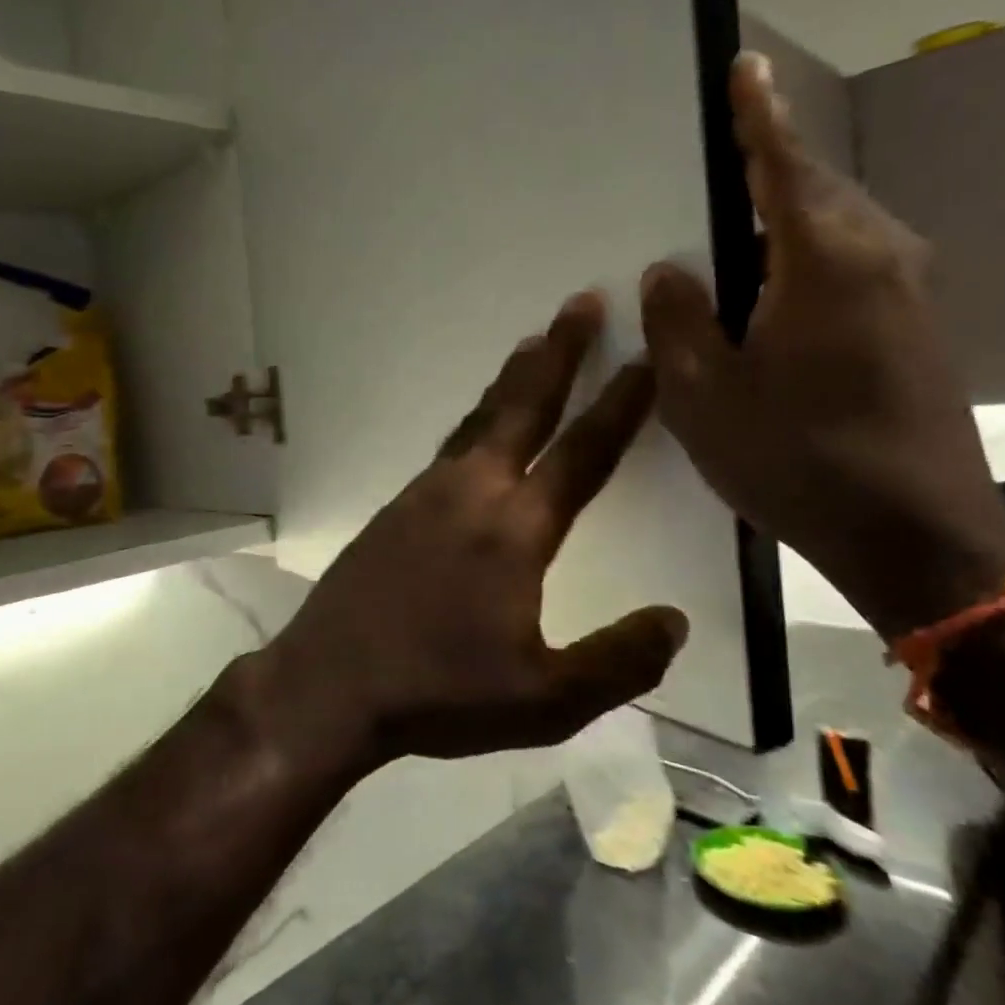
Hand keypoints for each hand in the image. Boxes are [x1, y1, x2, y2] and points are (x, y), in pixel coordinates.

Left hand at [251, 293, 687, 771]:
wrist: (331, 684)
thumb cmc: (440, 693)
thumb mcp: (547, 701)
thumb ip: (619, 661)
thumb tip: (673, 622)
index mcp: (515, 529)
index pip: (581, 454)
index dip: (619, 406)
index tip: (645, 359)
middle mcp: (470, 492)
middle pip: (522, 407)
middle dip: (558, 353)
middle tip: (581, 303)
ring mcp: (424, 495)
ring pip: (479, 421)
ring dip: (512, 381)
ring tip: (534, 346)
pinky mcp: (394, 509)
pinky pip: (449, 448)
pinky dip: (476, 422)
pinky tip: (479, 433)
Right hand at [639, 54, 1004, 637]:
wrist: (914, 533)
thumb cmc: (796, 459)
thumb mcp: (704, 395)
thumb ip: (678, 320)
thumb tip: (669, 271)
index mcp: (823, 261)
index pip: (785, 166)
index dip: (760, 116)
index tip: (746, 65)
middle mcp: (879, 257)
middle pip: (813, 193)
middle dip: (764, 176)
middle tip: (708, 181)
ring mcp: (908, 292)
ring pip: (833, 231)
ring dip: (781, 227)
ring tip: (726, 247)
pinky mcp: (915, 326)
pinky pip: (849, 267)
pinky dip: (802, 264)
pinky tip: (766, 299)